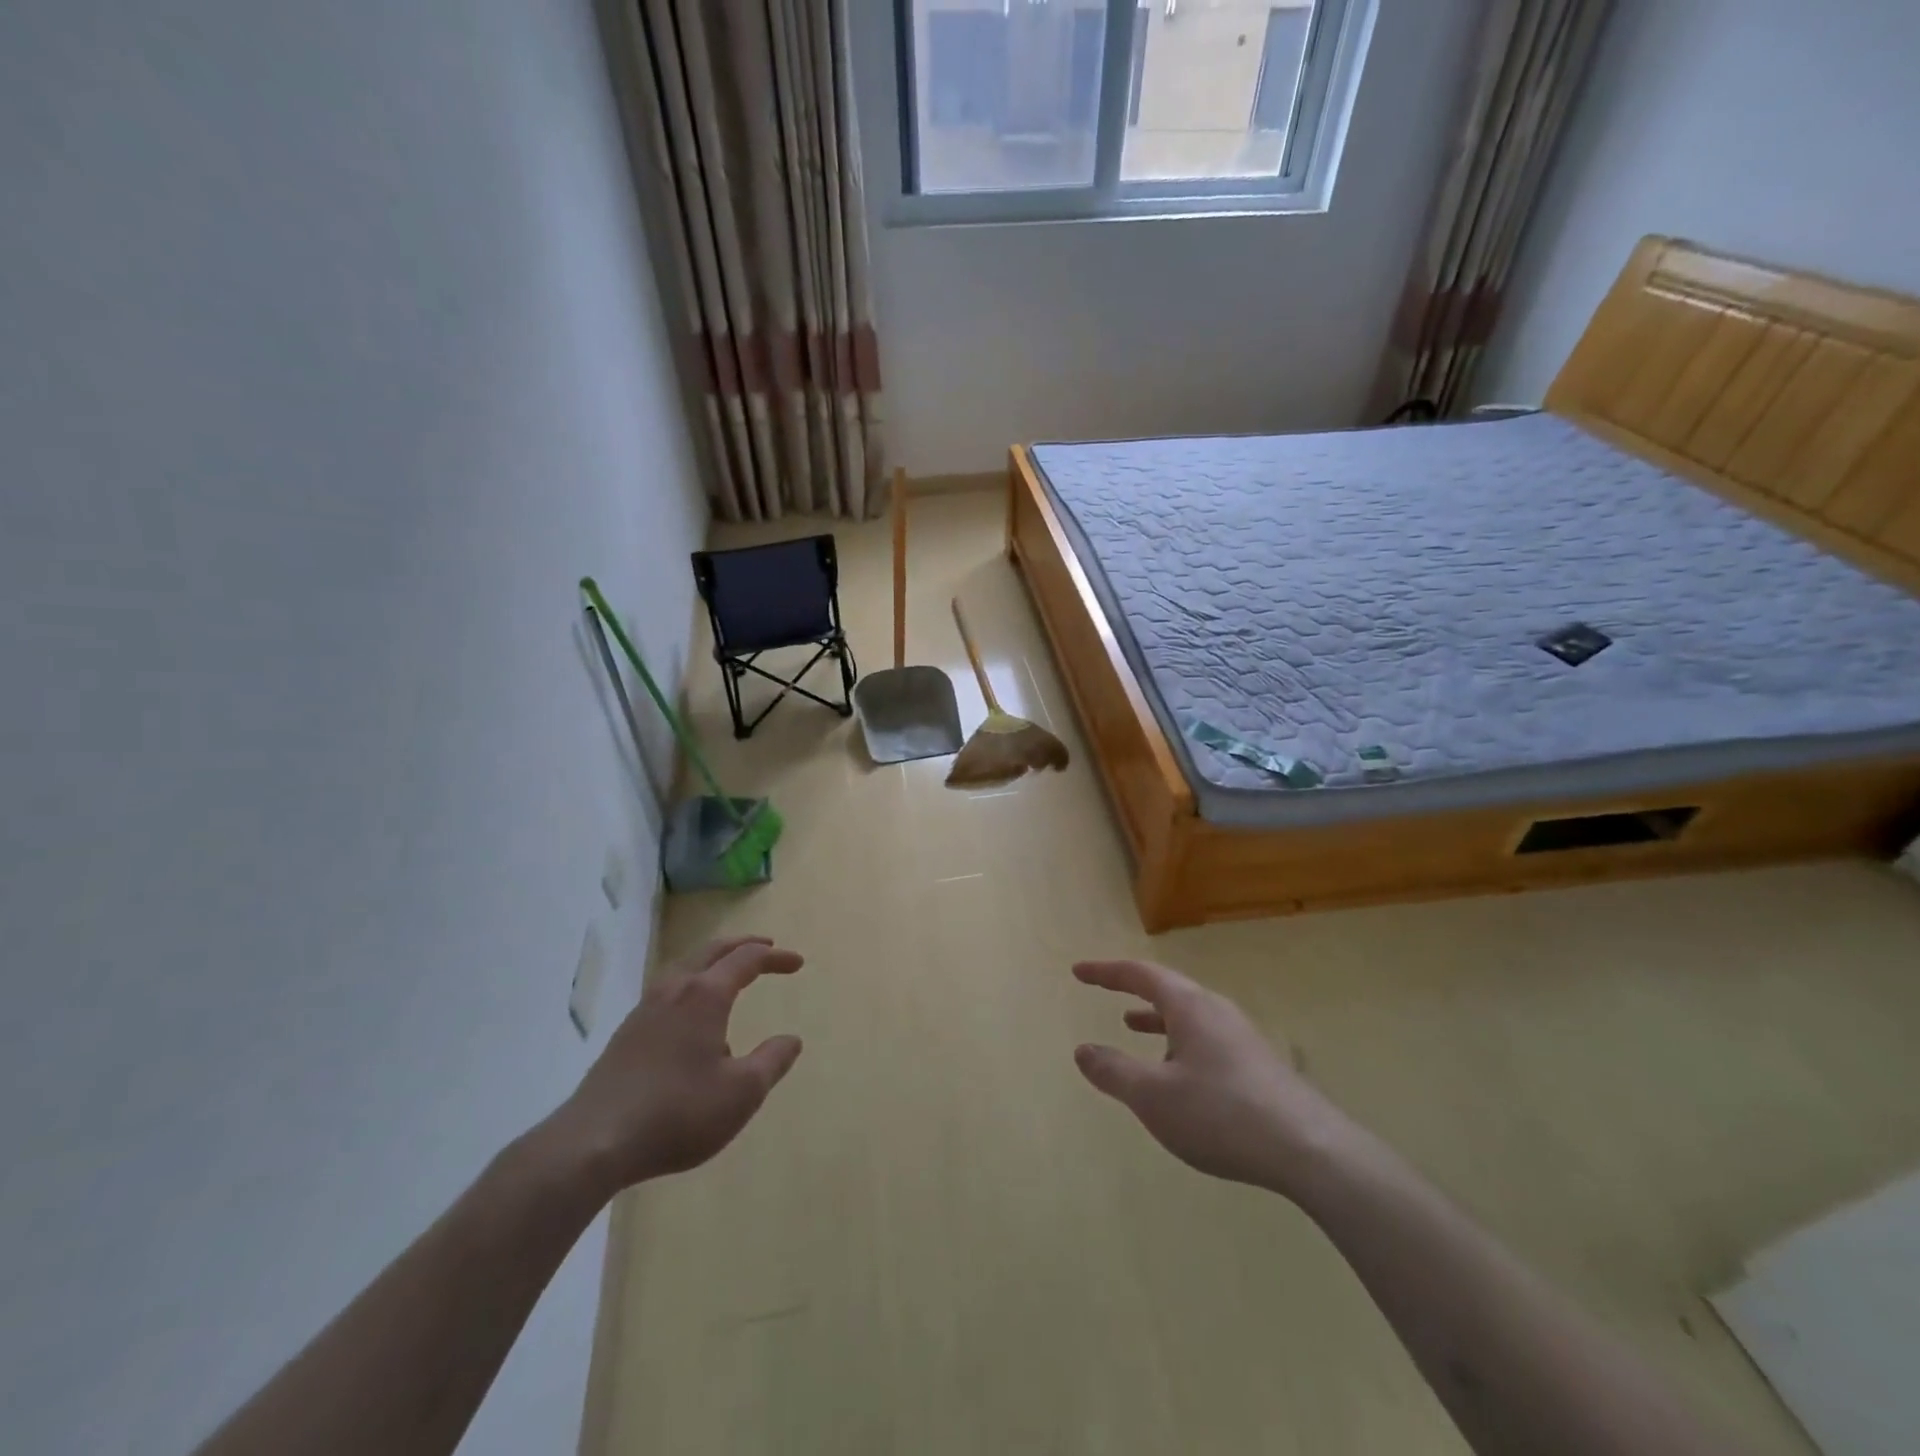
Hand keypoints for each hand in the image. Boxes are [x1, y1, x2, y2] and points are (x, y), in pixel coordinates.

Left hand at [540, 937, 803, 1194]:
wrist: (593, 1142)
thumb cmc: (677, 1112)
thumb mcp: (741, 1092)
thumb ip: (772, 1061)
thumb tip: (791, 1039)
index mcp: (706, 995)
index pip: (747, 959)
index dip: (775, 957)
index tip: (797, 963)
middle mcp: (675, 990)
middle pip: (712, 951)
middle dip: (743, 946)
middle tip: (766, 947)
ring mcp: (645, 1009)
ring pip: (685, 967)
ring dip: (713, 963)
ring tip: (729, 978)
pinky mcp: (626, 1033)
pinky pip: (668, 990)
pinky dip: (692, 985)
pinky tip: (692, 1020)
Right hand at [1073, 959, 1353, 1196]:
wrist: (1310, 1149)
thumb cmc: (1221, 1113)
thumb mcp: (1154, 1096)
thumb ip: (1113, 1071)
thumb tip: (1082, 1050)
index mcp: (1189, 1006)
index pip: (1140, 974)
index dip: (1106, 972)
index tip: (1079, 971)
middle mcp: (1216, 1010)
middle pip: (1167, 989)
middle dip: (1132, 989)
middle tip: (1104, 990)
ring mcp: (1240, 1036)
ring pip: (1188, 1016)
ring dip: (1156, 1018)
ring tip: (1132, 1026)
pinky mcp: (1257, 1064)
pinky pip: (1205, 1038)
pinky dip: (1178, 1042)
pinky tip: (1178, 1074)